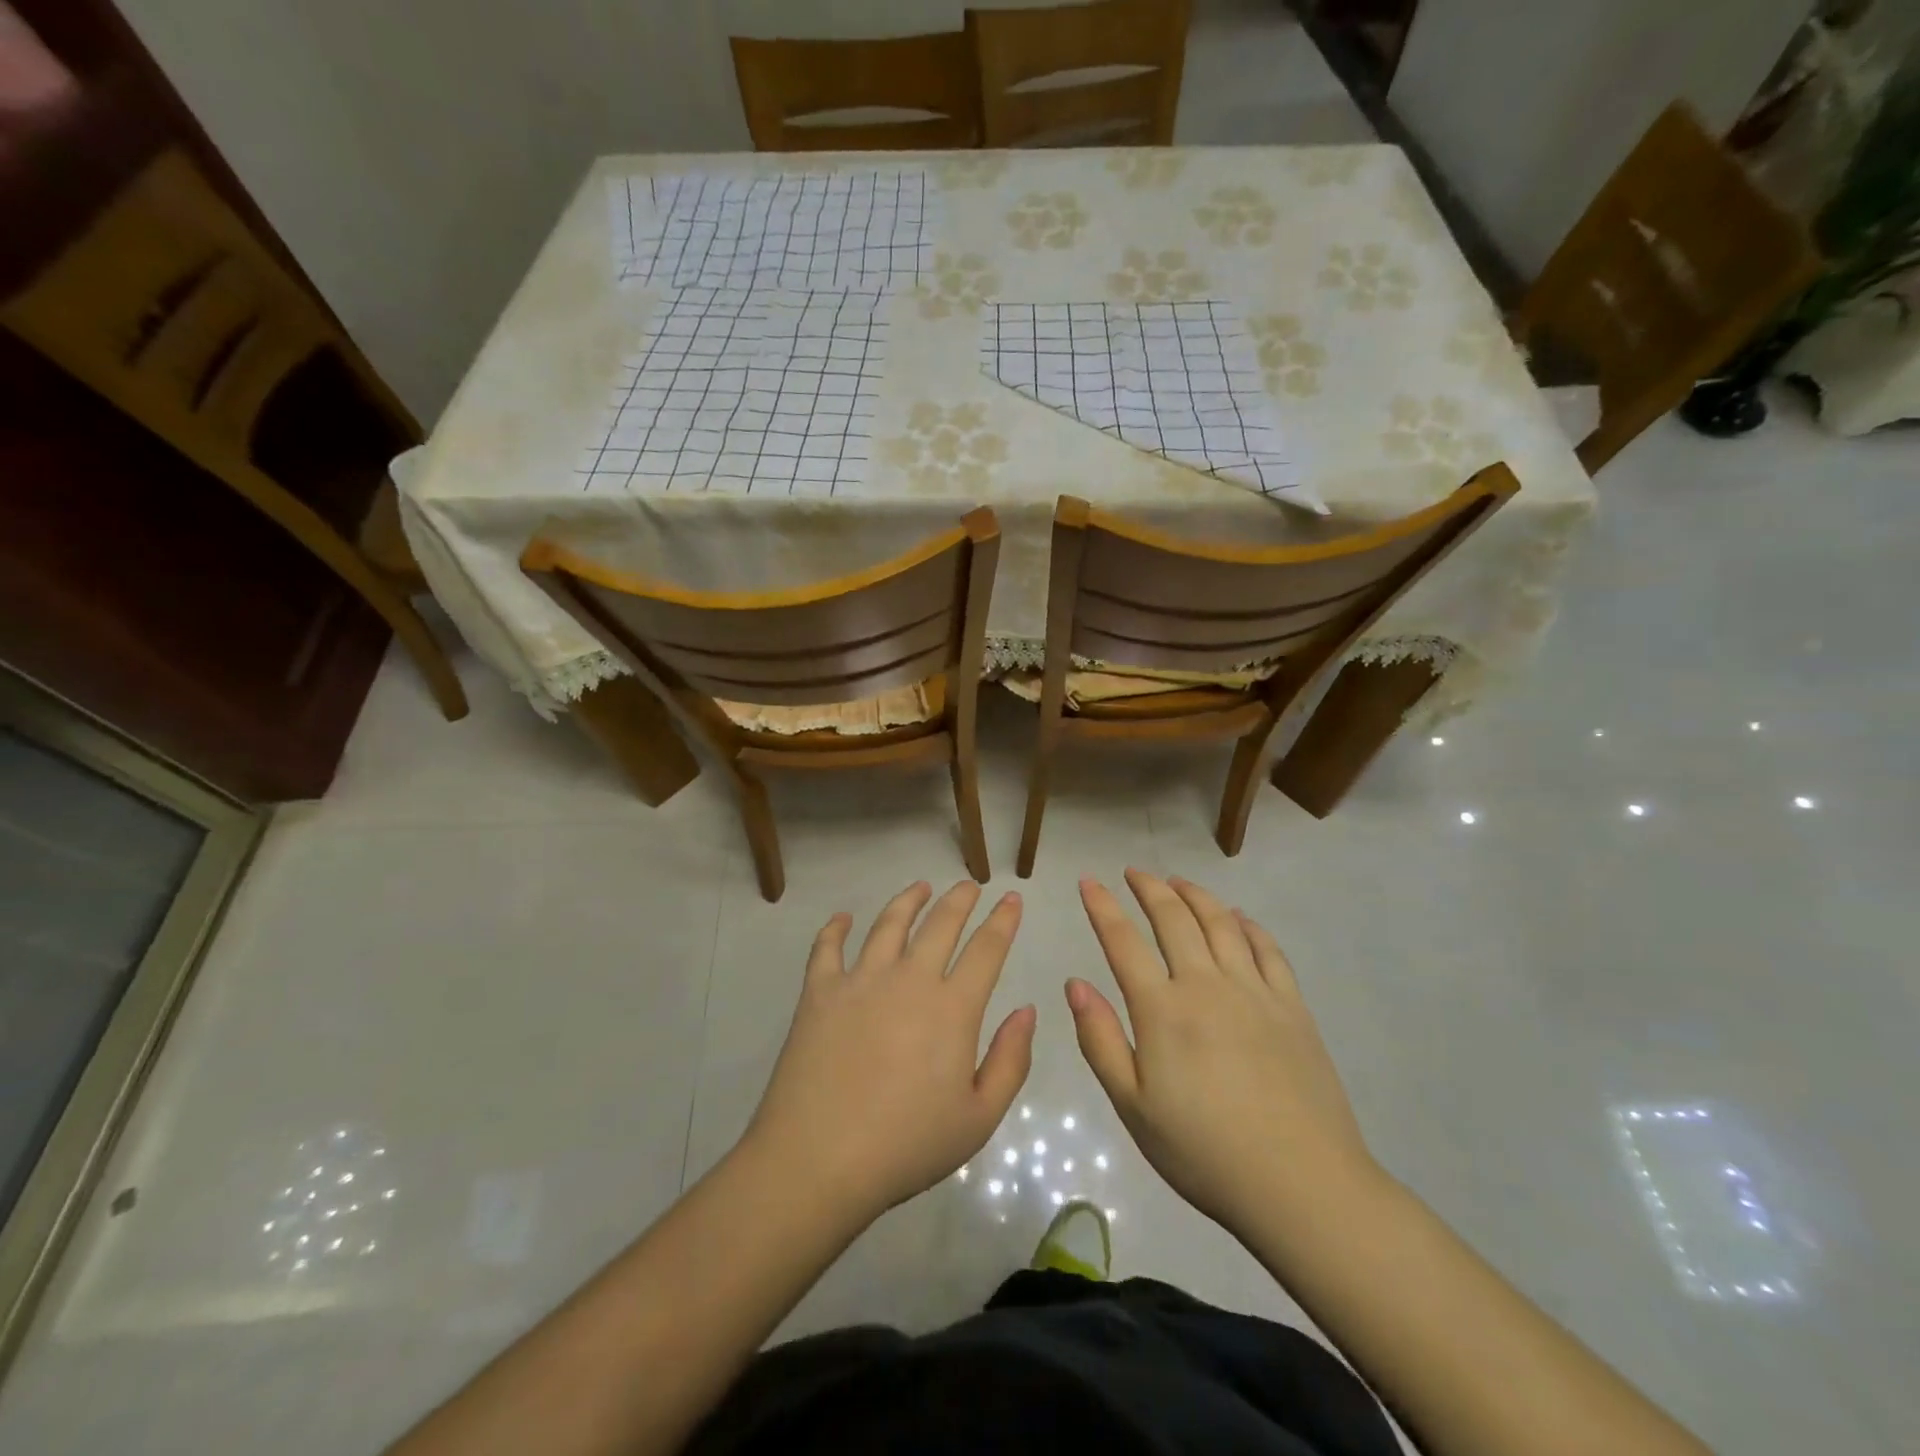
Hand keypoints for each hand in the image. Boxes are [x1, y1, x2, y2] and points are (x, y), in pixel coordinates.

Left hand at [743, 881, 1034, 1223]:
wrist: (819, 1160)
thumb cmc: (906, 1146)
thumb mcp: (978, 1118)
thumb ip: (1010, 1060)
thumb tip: (1027, 1010)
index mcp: (952, 1008)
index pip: (986, 949)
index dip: (1003, 920)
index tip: (1012, 899)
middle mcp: (909, 980)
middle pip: (940, 924)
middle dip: (960, 899)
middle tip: (969, 885)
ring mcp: (861, 981)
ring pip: (889, 924)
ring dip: (908, 900)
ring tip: (920, 887)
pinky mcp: (819, 992)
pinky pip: (827, 948)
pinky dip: (835, 928)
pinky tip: (842, 918)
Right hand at [1067, 869, 1381, 1235]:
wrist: (1301, 1185)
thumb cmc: (1204, 1152)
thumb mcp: (1133, 1106)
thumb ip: (1100, 1040)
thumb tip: (1076, 983)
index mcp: (1162, 1009)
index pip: (1123, 941)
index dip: (1102, 906)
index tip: (1088, 882)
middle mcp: (1206, 984)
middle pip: (1174, 918)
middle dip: (1149, 888)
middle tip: (1134, 873)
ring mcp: (1254, 991)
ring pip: (1221, 922)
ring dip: (1195, 895)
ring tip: (1178, 882)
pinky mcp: (1292, 1006)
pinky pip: (1268, 949)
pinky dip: (1248, 925)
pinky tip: (1238, 917)